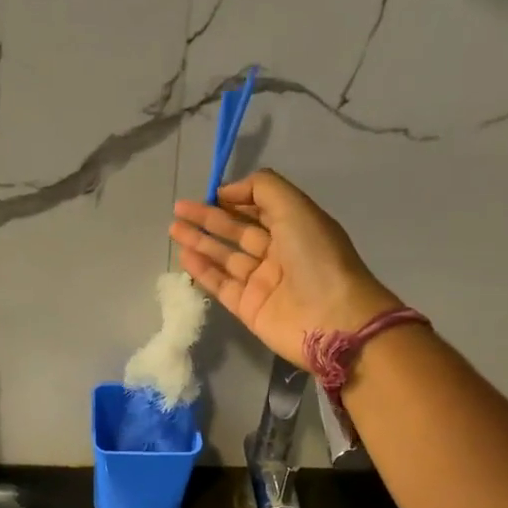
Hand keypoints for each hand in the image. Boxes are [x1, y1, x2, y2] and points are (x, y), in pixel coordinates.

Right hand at [170, 170, 400, 368]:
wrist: (333, 319)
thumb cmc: (317, 258)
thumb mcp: (296, 208)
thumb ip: (263, 188)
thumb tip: (228, 190)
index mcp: (296, 228)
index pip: (260, 209)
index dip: (236, 198)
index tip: (209, 193)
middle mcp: (279, 254)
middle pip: (238, 232)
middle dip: (209, 219)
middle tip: (179, 209)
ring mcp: (262, 283)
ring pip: (225, 258)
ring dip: (200, 242)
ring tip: (174, 229)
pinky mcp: (249, 308)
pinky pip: (221, 285)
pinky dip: (203, 270)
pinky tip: (184, 256)